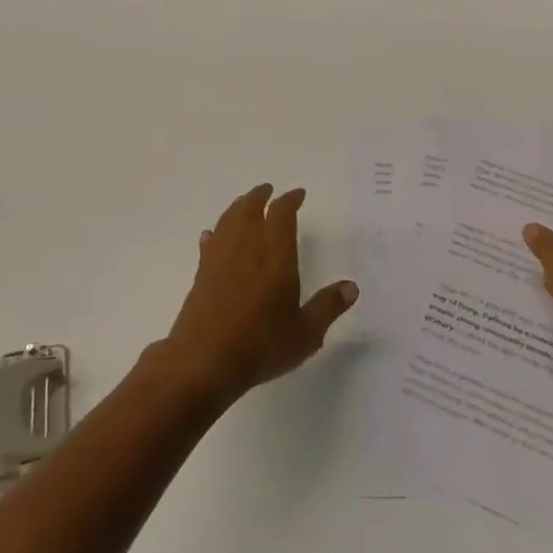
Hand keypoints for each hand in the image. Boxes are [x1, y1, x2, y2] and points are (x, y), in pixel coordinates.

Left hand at [157, 184, 358, 406]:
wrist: (203, 362)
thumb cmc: (260, 345)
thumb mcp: (305, 333)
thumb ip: (328, 307)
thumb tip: (351, 286)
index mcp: (275, 256)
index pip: (281, 215)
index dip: (290, 200)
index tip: (298, 193)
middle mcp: (246, 249)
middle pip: (249, 209)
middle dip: (260, 196)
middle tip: (268, 190)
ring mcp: (220, 260)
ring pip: (227, 221)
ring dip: (238, 207)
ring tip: (245, 204)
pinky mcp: (201, 275)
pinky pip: (209, 243)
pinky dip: (215, 233)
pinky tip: (212, 235)